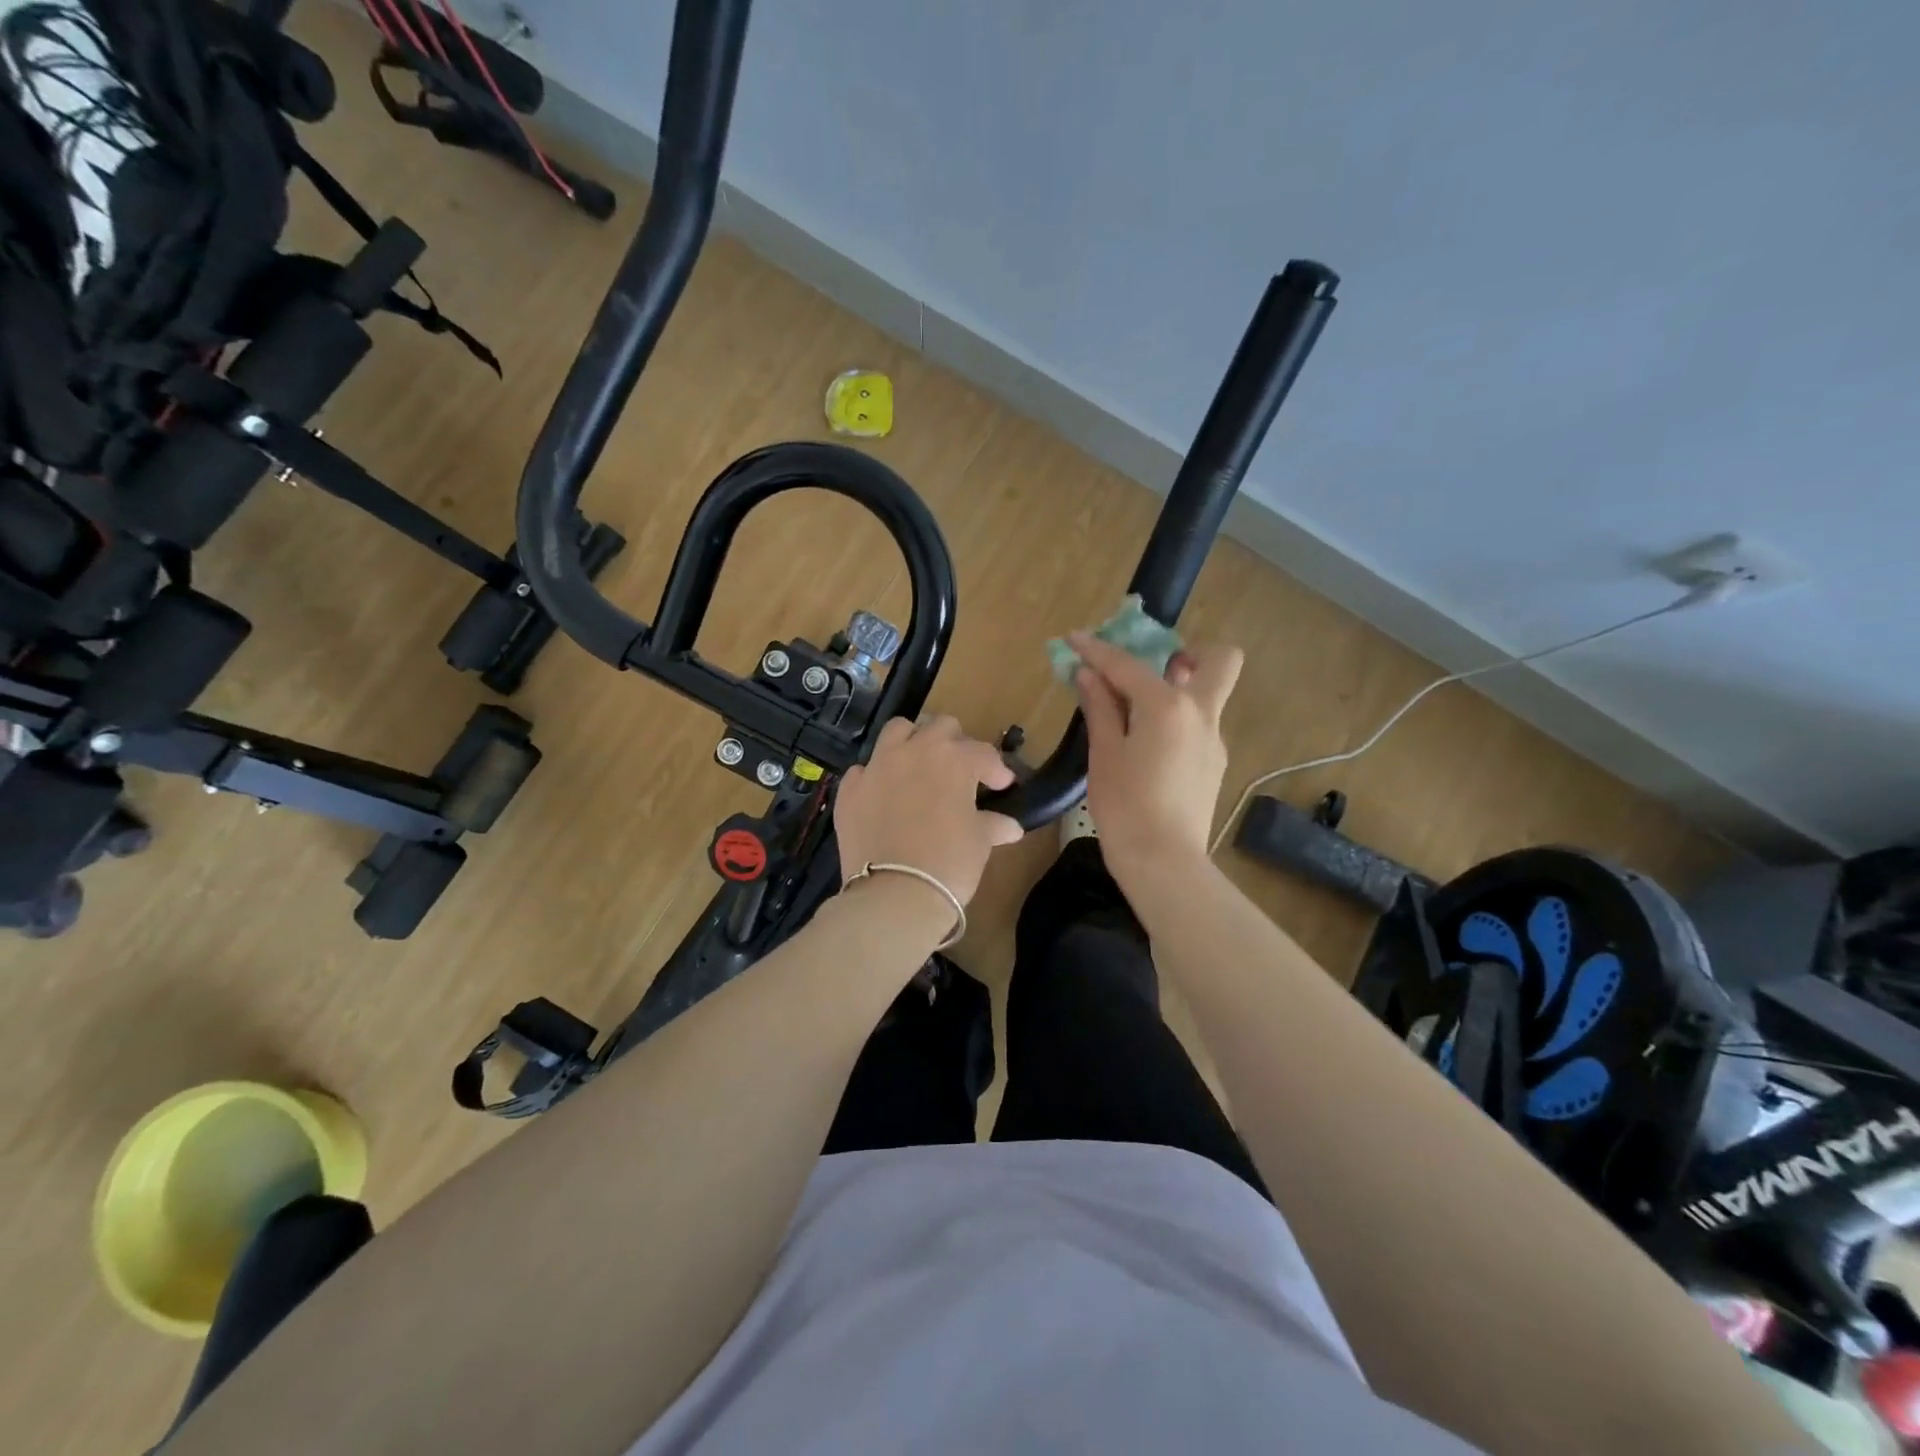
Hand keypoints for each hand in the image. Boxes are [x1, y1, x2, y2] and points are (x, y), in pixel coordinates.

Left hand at [834, 716, 1024, 905]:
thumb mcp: (980, 843)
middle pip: (940, 727)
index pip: (983, 753)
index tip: (1002, 786)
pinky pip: (864, 769)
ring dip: (912, 742)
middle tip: (961, 772)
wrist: (894, 894)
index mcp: (954, 759)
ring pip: (897, 731)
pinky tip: (884, 796)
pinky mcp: (851, 789)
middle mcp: (914, 751)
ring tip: (920, 766)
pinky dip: (877, 777)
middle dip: (955, 744)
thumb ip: (994, 825)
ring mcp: (878, 766)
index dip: (997, 770)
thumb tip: (1011, 827)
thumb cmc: (949, 863)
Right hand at [1070, 631, 1243, 876]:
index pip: (1128, 665)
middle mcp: (1202, 714)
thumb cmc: (1125, 806)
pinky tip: (1148, 747)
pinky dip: (1177, 721)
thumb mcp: (1104, 754)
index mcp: (1168, 707)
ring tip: (1137, 711)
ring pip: (1209, 695)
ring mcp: (1214, 740)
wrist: (1164, 862)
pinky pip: (1199, 726)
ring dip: (1180, 688)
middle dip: (1190, 652)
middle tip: (1152, 668)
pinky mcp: (1214, 764)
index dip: (1097, 649)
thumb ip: (1100, 708)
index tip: (1075, 639)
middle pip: (1220, 660)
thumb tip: (1089, 675)